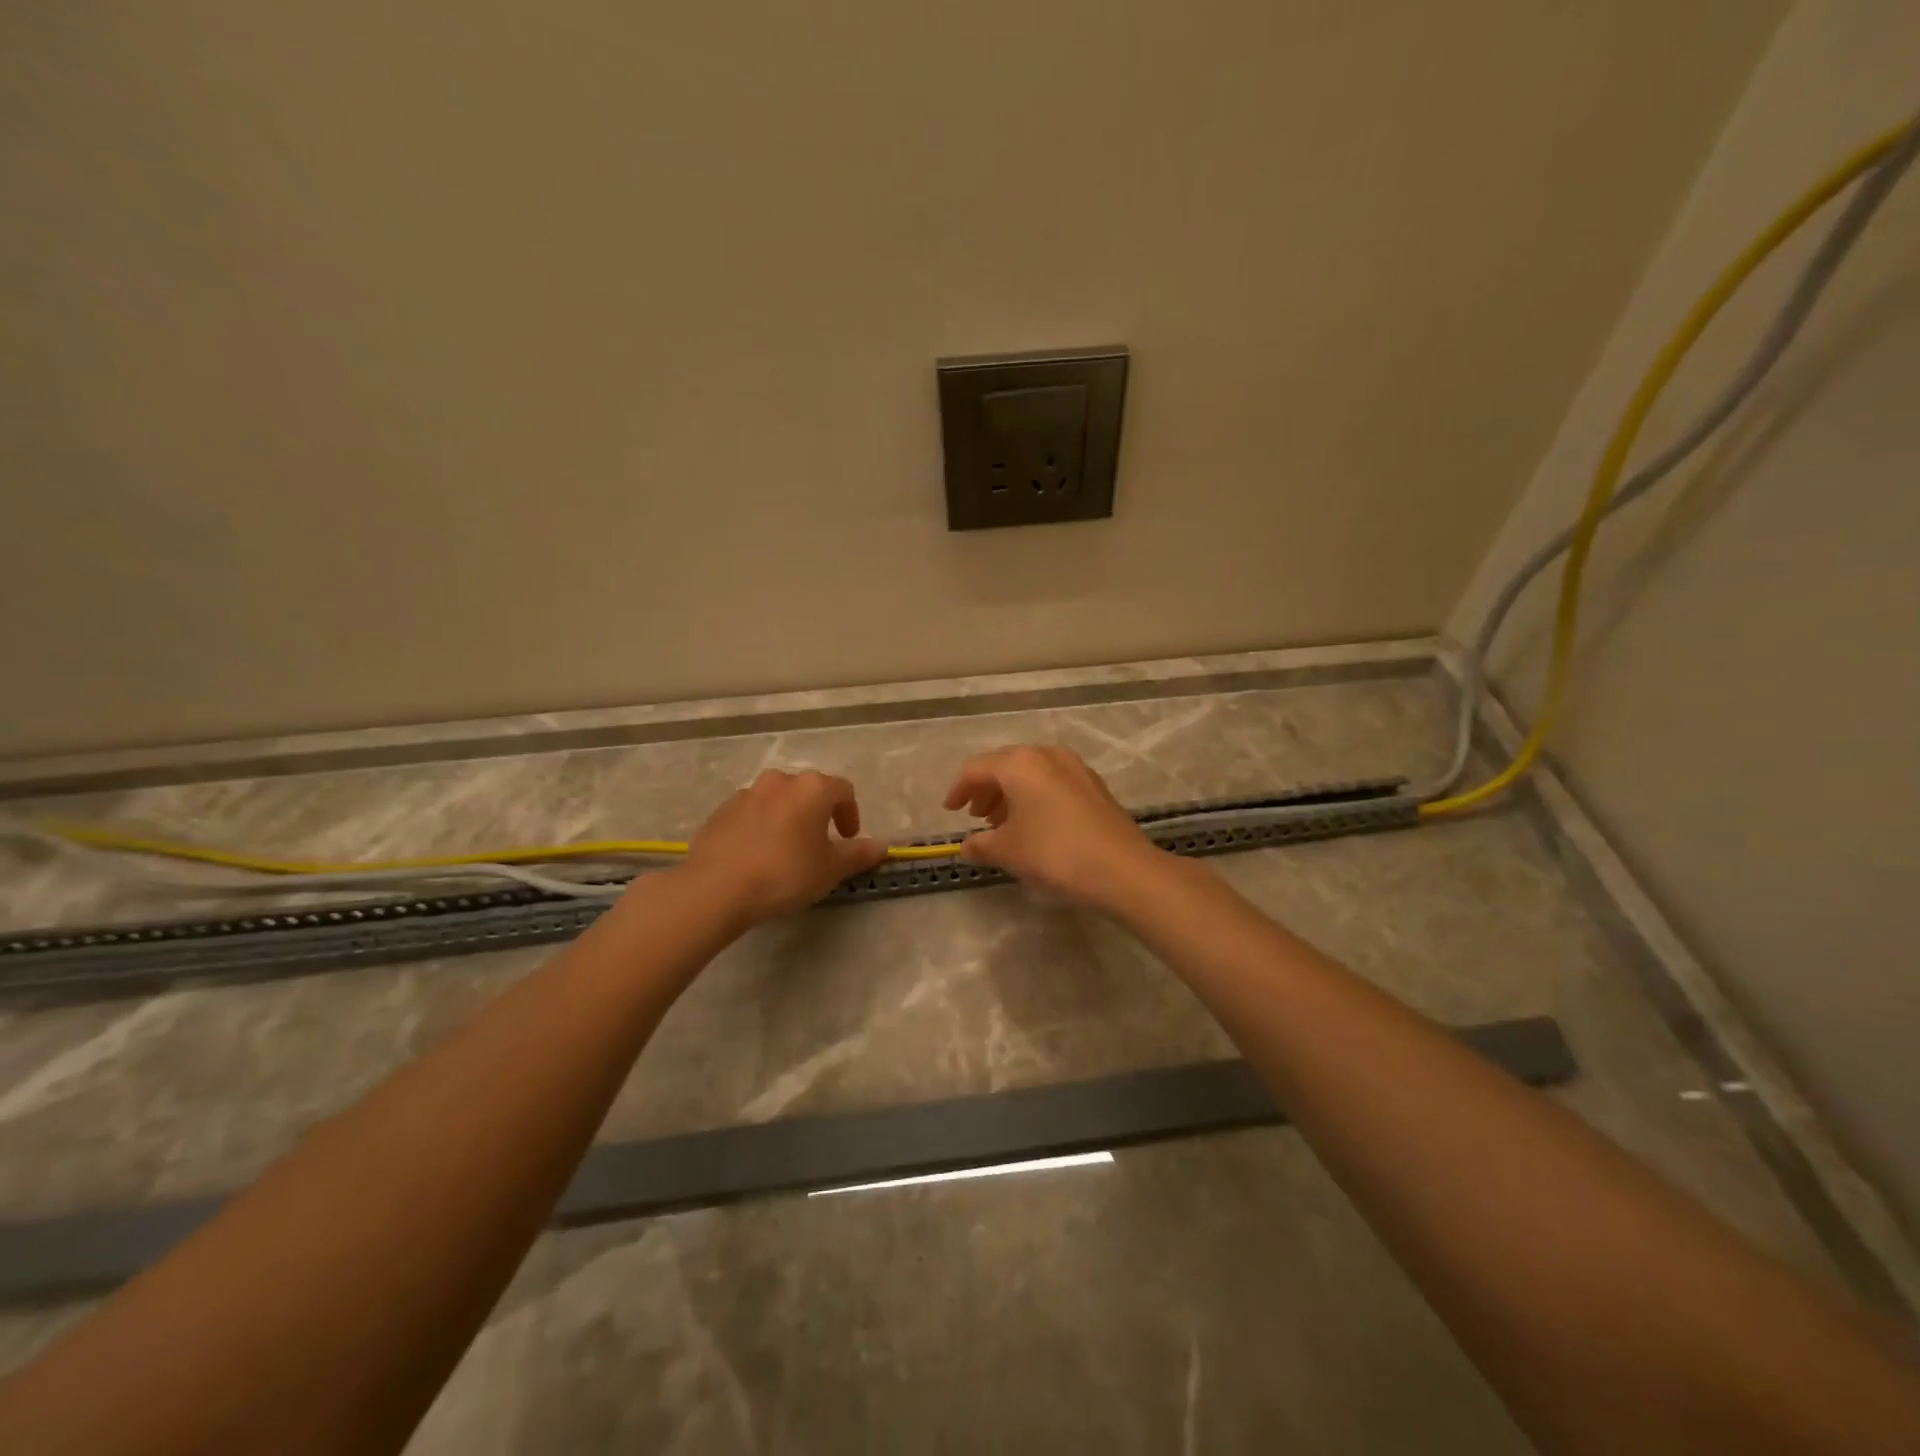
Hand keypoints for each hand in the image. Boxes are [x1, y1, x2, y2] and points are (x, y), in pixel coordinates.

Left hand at [679, 770, 886, 926]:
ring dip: (788, 818)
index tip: (849, 838)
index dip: (851, 813)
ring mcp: (746, 794)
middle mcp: (779, 781)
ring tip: (786, 851)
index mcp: (812, 788)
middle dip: (818, 813)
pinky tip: (757, 857)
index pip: (843, 790)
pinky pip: (751, 814)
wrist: (716, 888)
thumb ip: (858, 854)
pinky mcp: (720, 812)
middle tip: (819, 845)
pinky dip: (761, 828)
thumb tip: (882, 845)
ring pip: (777, 800)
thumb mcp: (830, 869)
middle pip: (808, 791)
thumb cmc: (785, 873)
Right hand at [942, 745, 1164, 910]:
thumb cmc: (1054, 853)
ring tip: (1003, 825)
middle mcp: (1047, 755)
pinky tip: (1035, 825)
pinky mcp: (1094, 785)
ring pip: (1031, 774)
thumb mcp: (1008, 851)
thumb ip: (981, 845)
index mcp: (1020, 763)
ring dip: (1011, 795)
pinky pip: (1052, 783)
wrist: (1122, 869)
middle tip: (977, 817)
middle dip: (986, 790)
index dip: (958, 789)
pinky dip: (1035, 798)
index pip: (977, 769)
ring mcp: (1075, 767)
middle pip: (1005, 766)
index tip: (950, 810)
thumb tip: (966, 847)